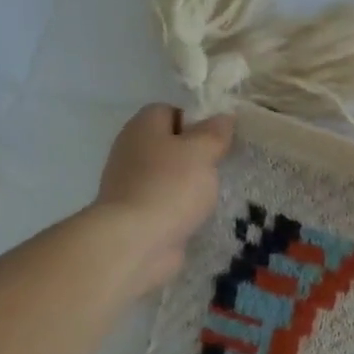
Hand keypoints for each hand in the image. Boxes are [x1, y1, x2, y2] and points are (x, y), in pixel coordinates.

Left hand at [94, 105, 234, 293]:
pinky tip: (199, 215)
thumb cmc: (170, 186)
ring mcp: (131, 184)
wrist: (136, 241)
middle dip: (195, 154)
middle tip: (221, 165)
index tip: (218, 138)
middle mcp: (131, 151)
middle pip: (169, 144)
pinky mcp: (136, 214)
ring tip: (215, 193)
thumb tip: (223, 117)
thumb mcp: (201, 151)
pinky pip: (165, 202)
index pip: (170, 111)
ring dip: (190, 183)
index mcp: (142, 127)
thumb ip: (214, 133)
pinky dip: (181, 207)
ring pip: (168, 175)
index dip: (195, 120)